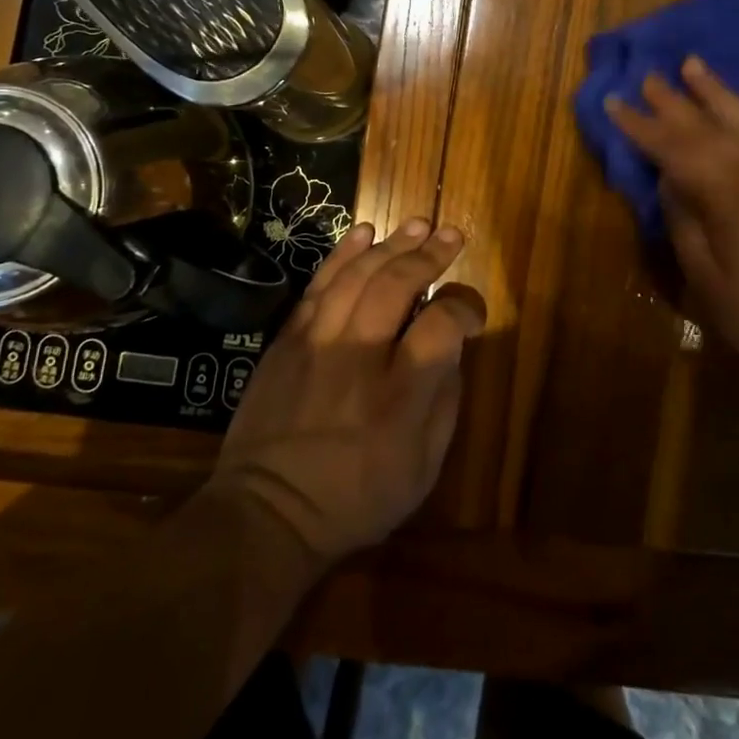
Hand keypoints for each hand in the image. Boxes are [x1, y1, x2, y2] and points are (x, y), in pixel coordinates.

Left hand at [209, 219, 478, 565]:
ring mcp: (317, 344)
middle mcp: (359, 357)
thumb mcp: (422, 469)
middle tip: (451, 234)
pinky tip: (364, 233)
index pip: (442, 325)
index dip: (464, 307)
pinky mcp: (286, 341)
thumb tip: (452, 350)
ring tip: (417, 224)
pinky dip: (342, 255)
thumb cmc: (356, 499)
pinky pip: (318, 286)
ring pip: (357, 276)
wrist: (267, 514)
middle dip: (430, 254)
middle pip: (397, 285)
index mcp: (400, 394)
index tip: (471, 312)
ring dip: (391, 244)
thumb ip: (445, 403)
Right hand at [605, 57, 738, 391]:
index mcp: (728, 196)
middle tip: (645, 75)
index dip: (640, 126)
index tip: (613, 102)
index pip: (673, 150)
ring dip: (718, 90)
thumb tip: (668, 181)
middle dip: (672, 100)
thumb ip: (686, 226)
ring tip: (693, 63)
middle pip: (707, 125)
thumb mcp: (711, 284)